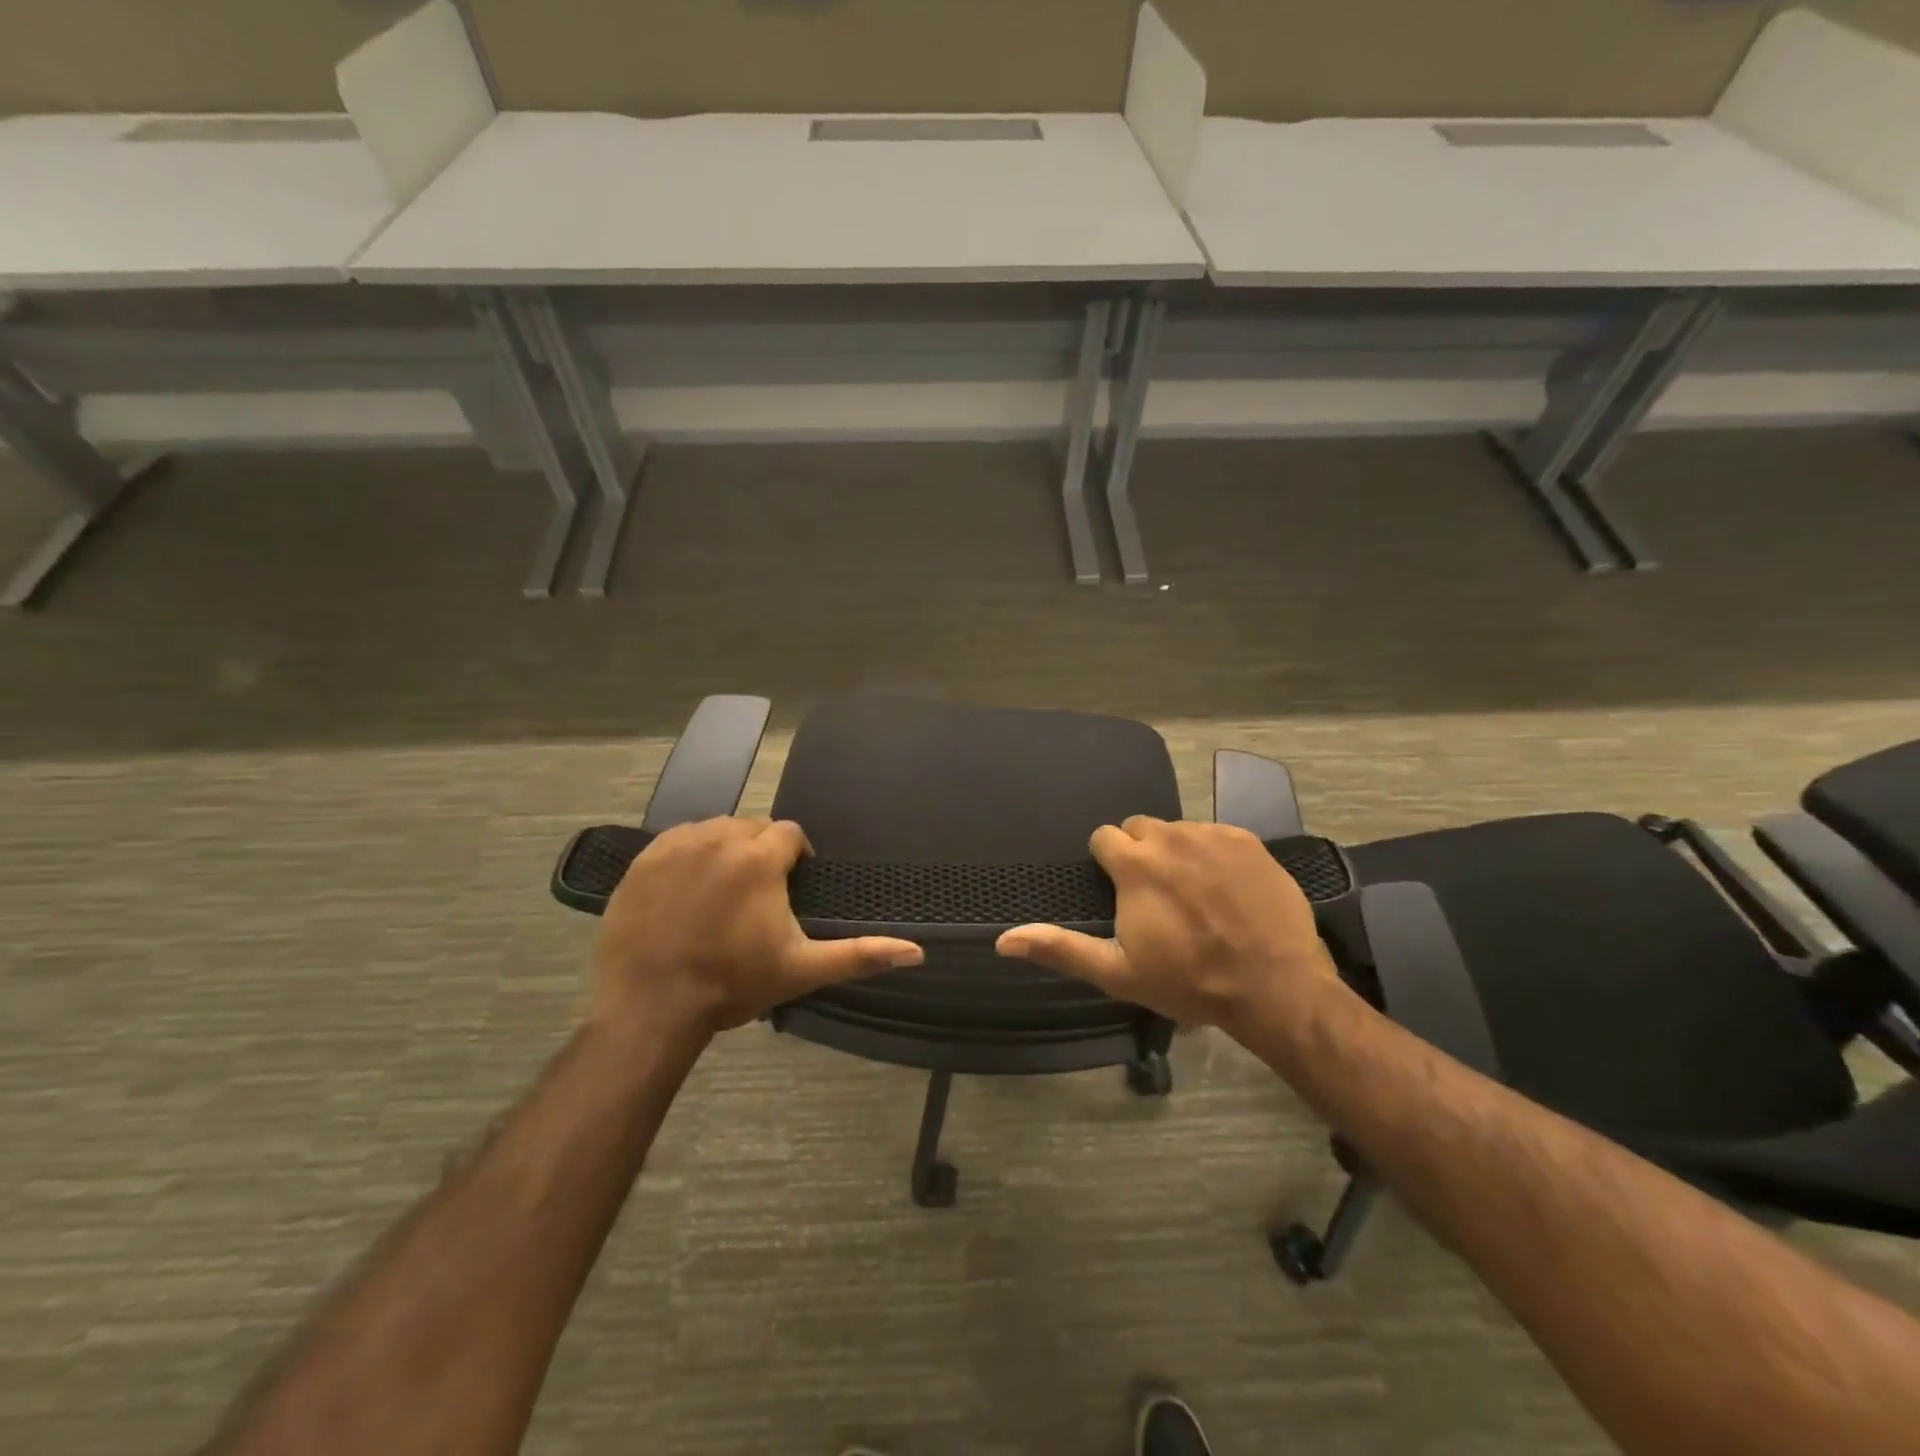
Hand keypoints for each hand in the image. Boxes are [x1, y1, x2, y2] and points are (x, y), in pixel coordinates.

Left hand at [590, 818, 923, 1038]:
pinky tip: (687, 892)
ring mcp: (677, 845)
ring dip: (726, 851)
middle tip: (757, 897)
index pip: (790, 834)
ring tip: (723, 893)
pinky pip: (678, 841)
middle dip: (761, 852)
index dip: (796, 858)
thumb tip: (918, 952)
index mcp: (760, 858)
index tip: (791, 889)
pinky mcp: (643, 859)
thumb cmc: (732, 984)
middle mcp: (720, 837)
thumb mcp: (802, 969)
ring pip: (715, 830)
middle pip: (753, 828)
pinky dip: (689, 856)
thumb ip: (860, 954)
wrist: (650, 1007)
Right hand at [995, 817, 1339, 1028]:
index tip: (1122, 893)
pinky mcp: (1247, 841)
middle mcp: (1170, 837)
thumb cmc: (1189, 980)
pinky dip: (1212, 854)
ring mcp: (1212, 835)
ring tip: (1193, 893)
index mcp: (1134, 864)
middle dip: (1139, 854)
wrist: (1274, 986)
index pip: (1104, 837)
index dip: (1108, 865)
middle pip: (1139, 829)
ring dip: (1176, 853)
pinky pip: (1214, 835)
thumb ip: (1061, 948)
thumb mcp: (1118, 972)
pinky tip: (1225, 888)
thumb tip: (1003, 940)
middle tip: (1155, 895)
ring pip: (1178, 830)